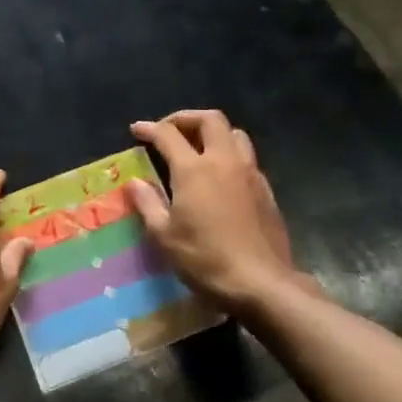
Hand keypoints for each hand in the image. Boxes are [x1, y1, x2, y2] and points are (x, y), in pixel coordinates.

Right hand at [125, 111, 313, 312]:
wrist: (262, 283)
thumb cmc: (206, 259)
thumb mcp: (164, 236)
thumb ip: (148, 203)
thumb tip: (135, 182)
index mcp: (195, 169)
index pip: (168, 134)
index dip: (150, 128)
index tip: (137, 130)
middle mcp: (225, 161)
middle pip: (210, 119)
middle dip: (186, 118)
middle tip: (169, 130)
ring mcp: (250, 174)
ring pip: (234, 134)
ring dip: (213, 133)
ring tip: (197, 147)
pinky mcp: (266, 190)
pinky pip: (247, 158)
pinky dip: (229, 154)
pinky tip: (220, 177)